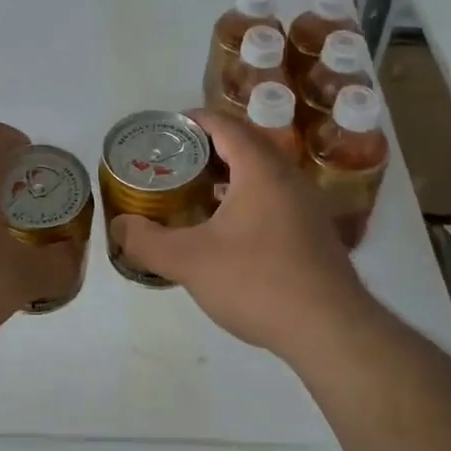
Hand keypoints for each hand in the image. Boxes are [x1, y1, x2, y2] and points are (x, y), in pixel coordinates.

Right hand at [109, 110, 376, 361]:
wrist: (331, 330)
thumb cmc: (258, 282)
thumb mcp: (190, 262)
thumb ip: (147, 241)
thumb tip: (119, 226)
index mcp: (260, 169)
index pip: (225, 125)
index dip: (192, 120)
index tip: (164, 129)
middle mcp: (288, 177)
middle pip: (244, 144)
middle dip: (206, 148)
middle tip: (172, 162)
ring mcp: (306, 205)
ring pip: (261, 173)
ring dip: (227, 175)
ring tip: (193, 192)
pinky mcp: (313, 232)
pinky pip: (273, 197)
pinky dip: (245, 198)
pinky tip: (225, 228)